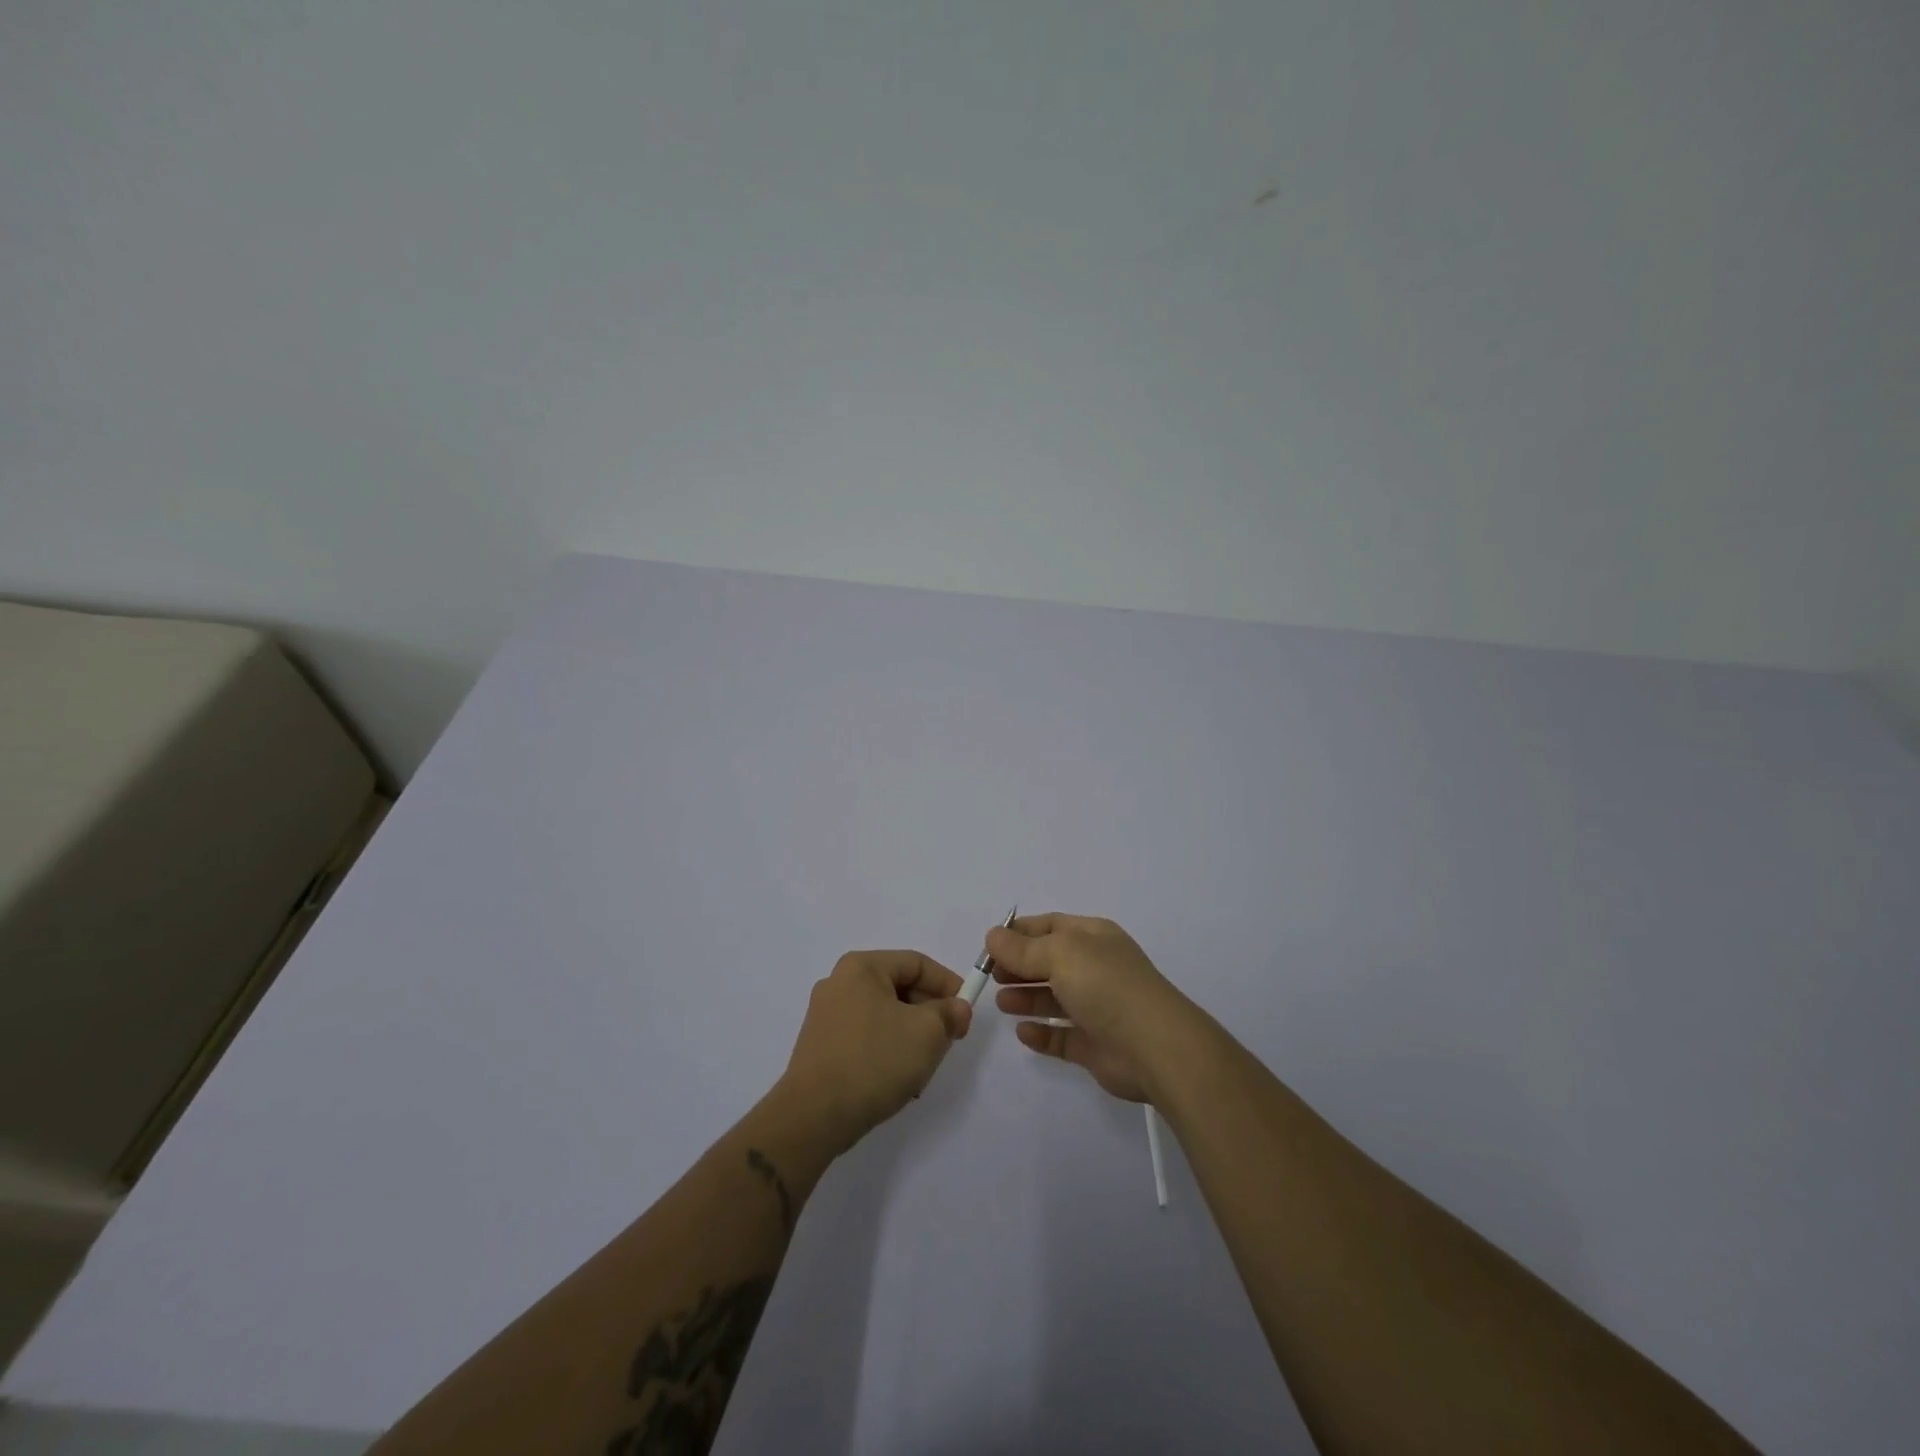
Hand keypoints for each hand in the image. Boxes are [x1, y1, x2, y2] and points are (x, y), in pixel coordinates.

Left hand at [779, 950, 971, 1151]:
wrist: (813, 1117)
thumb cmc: (874, 1061)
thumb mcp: (926, 1033)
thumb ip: (949, 1014)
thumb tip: (957, 1008)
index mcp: (861, 967)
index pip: (917, 963)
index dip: (948, 984)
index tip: (966, 1013)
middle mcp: (839, 983)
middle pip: (900, 988)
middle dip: (930, 1014)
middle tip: (949, 1040)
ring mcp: (826, 1015)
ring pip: (885, 1016)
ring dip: (911, 1036)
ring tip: (924, 1067)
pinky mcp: (821, 1046)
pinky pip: (866, 1036)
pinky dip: (888, 1050)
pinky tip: (898, 1080)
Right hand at [989, 913, 1205, 1104]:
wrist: (1154, 1046)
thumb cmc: (1106, 986)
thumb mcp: (1060, 954)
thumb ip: (1023, 948)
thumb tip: (992, 935)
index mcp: (1093, 937)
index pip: (1051, 926)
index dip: (1020, 933)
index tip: (989, 946)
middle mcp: (1096, 968)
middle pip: (1049, 962)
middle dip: (1019, 966)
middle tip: (991, 977)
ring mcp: (1097, 1007)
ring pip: (1054, 999)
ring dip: (1026, 998)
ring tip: (1002, 1003)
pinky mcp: (1095, 1045)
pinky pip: (1061, 1037)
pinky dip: (1041, 1034)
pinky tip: (1023, 1033)